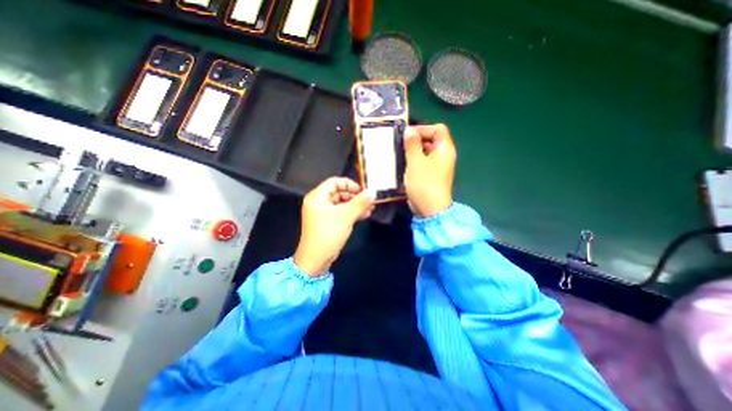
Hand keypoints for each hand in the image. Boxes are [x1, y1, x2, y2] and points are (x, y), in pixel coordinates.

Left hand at [292, 176, 372, 276]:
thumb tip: (373, 192)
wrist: (315, 260)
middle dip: (355, 196)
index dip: (349, 184)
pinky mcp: (327, 222)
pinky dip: (351, 213)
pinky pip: (340, 213)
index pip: (334, 182)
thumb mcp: (346, 216)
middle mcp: (318, 202)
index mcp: (317, 197)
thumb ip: (360, 203)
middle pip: (339, 192)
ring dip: (355, 205)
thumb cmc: (328, 234)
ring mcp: (322, 213)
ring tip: (370, 208)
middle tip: (369, 200)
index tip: (362, 190)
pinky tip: (364, 215)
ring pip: (341, 204)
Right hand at [403, 122, 455, 215]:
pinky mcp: (432, 175)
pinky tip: (403, 164)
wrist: (430, 209)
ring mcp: (438, 166)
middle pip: (432, 140)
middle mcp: (444, 155)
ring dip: (413, 151)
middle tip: (401, 143)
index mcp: (444, 148)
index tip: (407, 133)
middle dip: (416, 139)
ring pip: (426, 152)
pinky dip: (414, 160)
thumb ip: (412, 144)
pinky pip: (424, 162)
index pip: (438, 129)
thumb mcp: (415, 161)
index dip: (423, 128)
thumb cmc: (424, 182)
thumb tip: (409, 130)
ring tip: (399, 153)